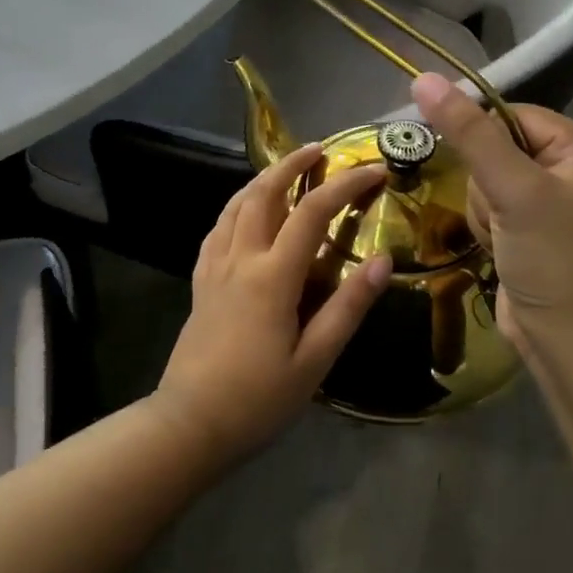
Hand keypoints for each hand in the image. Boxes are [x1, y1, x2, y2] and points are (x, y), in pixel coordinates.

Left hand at [151, 144, 391, 462]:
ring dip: (262, 179)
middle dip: (292, 164)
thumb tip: (382, 260)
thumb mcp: (315, 360)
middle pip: (264, 193)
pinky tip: (244, 211)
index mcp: (272, 276)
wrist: (190, 423)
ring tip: (284, 169)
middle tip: (318, 149)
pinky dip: (236, 207)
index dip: (345, 185)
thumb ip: (348, 307)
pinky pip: (217, 229)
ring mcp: (214, 267)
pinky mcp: (200, 281)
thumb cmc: (259, 398)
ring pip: (235, 205)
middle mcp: (240, 259)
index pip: (313, 212)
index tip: (373, 169)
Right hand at [410, 73, 572, 359]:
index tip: (481, 177)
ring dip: (483, 210)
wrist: (568, 340)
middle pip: (494, 148)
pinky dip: (485, 227)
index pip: (511, 115)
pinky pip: (488, 205)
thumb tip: (423, 78)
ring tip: (502, 239)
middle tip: (504, 217)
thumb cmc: (553, 259)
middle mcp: (571, 166)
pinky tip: (500, 250)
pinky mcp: (529, 226)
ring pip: (484, 179)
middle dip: (486, 186)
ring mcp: (549, 199)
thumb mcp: (513, 190)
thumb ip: (469, 133)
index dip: (482, 141)